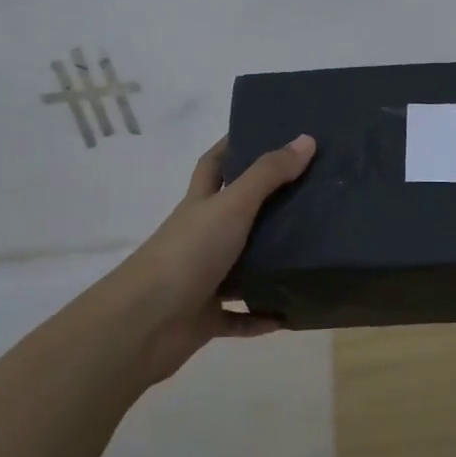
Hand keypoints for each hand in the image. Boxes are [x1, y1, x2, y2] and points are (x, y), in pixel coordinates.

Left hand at [103, 133, 315, 385]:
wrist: (145, 323)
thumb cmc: (188, 253)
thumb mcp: (232, 206)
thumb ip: (268, 175)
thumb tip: (306, 139)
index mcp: (200, 206)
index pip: (213, 165)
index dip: (232, 146)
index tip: (263, 133)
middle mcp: (199, 238)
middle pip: (232, 215)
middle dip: (263, 205)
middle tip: (307, 195)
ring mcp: (201, 279)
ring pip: (239, 266)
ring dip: (267, 264)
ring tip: (310, 254)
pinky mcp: (206, 317)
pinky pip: (239, 317)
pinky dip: (261, 316)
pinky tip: (288, 314)